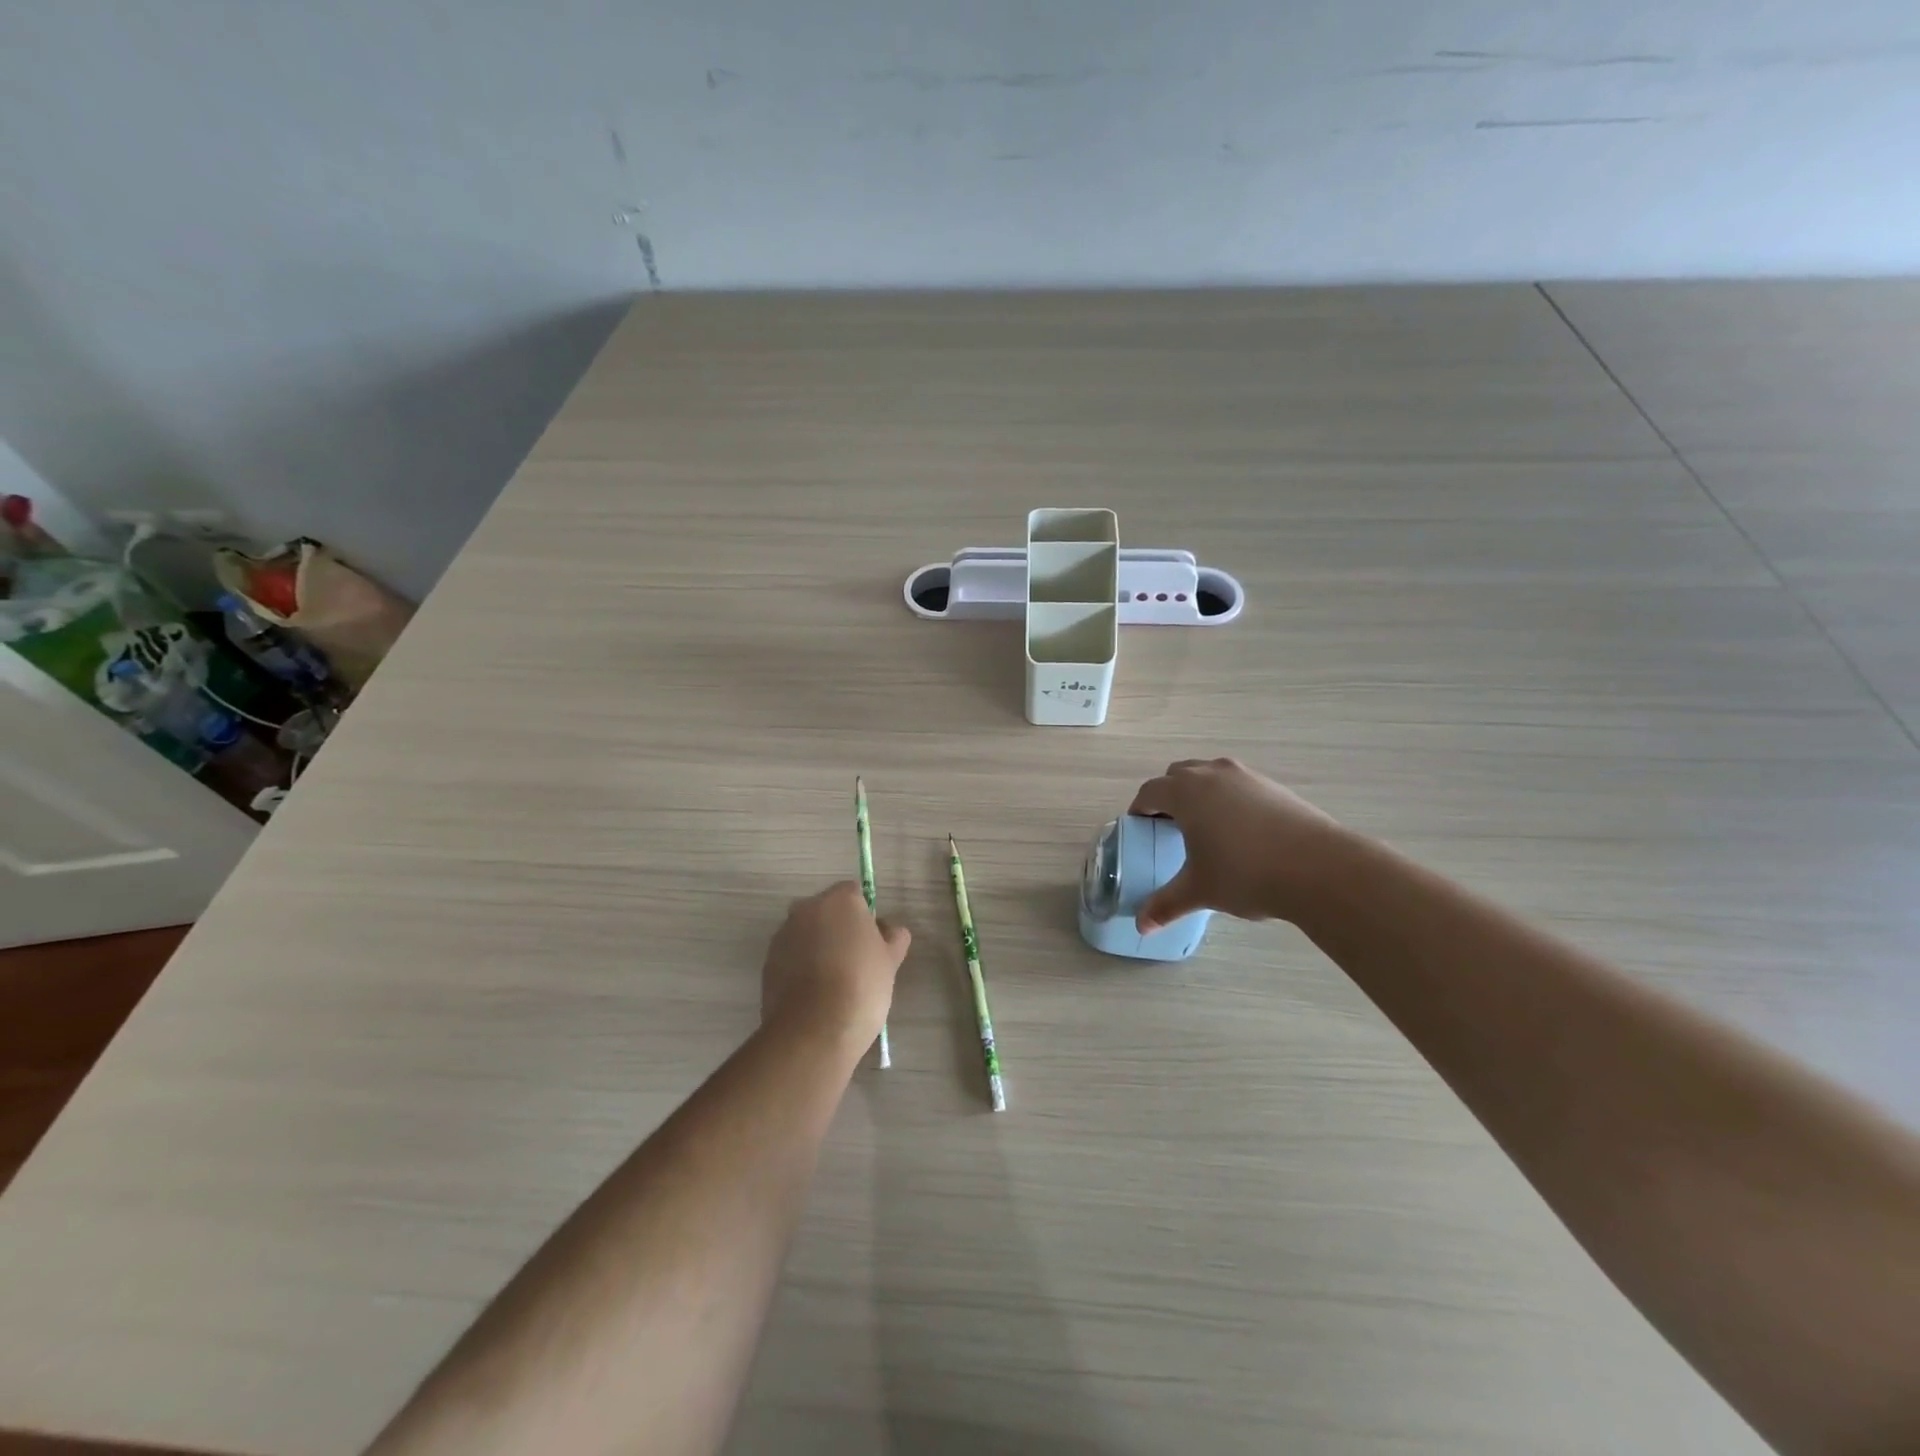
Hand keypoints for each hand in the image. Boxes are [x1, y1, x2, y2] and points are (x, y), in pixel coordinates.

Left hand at [762, 882, 909, 1042]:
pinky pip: (791, 957)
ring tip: (834, 983)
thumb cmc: (861, 985)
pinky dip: (801, 967)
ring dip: (818, 947)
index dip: (865, 914)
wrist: (813, 1029)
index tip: (873, 940)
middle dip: (839, 928)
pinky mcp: (767, 963)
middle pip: (827, 911)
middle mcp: (806, 909)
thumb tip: (887, 929)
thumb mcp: (891, 960)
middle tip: (856, 961)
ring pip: (807, 934)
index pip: (854, 893)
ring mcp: (783, 935)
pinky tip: (815, 995)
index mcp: (839, 900)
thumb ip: (893, 936)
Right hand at [1128, 758, 1345, 930]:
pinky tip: (1240, 832)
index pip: (1150, 791)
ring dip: (1199, 793)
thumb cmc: (1245, 873)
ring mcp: (1246, 776)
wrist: (1319, 867)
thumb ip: (1166, 905)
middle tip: (1168, 826)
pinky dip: (1228, 799)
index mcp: (1185, 792)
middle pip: (1178, 775)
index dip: (1140, 808)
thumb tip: (1141, 926)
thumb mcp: (1199, 891)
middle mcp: (1212, 774)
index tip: (1139, 826)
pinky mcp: (1274, 786)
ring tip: (1205, 827)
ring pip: (1210, 775)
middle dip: (1168, 796)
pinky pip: (1238, 785)